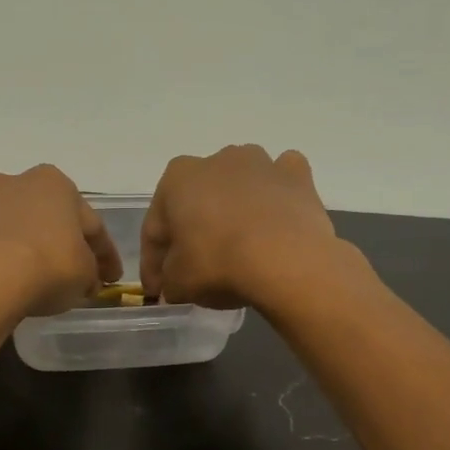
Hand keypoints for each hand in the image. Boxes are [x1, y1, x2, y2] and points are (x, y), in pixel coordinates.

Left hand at [0, 166, 122, 318]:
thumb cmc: (47, 268)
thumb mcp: (85, 276)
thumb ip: (90, 272)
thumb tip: (86, 279)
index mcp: (55, 184)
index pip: (90, 223)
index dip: (104, 253)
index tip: (110, 278)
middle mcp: (14, 180)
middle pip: (43, 214)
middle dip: (55, 236)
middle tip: (67, 267)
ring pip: (2, 218)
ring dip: (11, 232)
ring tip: (20, 260)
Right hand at [140, 145, 355, 310]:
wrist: (288, 261)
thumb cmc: (220, 265)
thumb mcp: (178, 283)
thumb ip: (168, 279)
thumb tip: (173, 283)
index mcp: (177, 178)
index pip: (155, 228)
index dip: (152, 263)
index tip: (158, 290)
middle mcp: (217, 160)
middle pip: (197, 202)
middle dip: (192, 231)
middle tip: (194, 268)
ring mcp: (260, 163)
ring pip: (238, 186)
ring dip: (233, 209)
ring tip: (237, 246)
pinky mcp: (297, 175)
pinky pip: (279, 183)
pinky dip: (275, 197)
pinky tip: (275, 220)